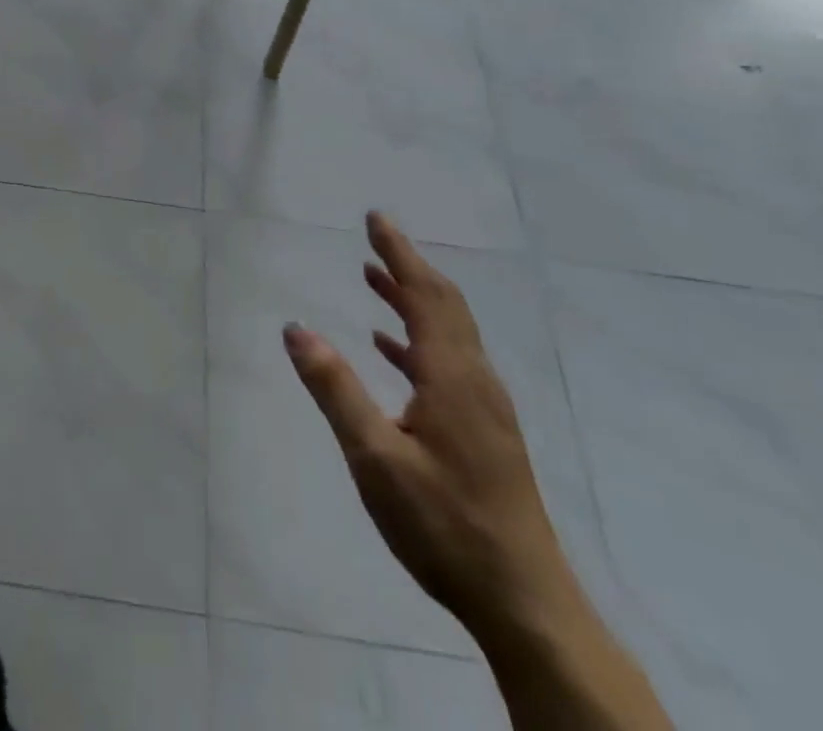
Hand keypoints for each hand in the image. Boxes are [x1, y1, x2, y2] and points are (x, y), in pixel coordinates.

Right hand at [282, 213, 576, 642]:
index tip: (376, 218)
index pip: (425, 295)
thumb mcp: (376, 457)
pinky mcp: (485, 432)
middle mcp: (474, 381)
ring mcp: (485, 409)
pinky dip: (418, 339)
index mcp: (452, 377)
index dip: (399, 254)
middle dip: (408, 266)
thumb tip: (296, 328)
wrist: (526, 605)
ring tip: (375, 278)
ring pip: (449, 333)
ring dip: (413, 299)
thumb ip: (335, 388)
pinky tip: (391, 350)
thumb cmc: (445, 525)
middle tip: (376, 235)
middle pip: (445, 306)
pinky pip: (449, 362)